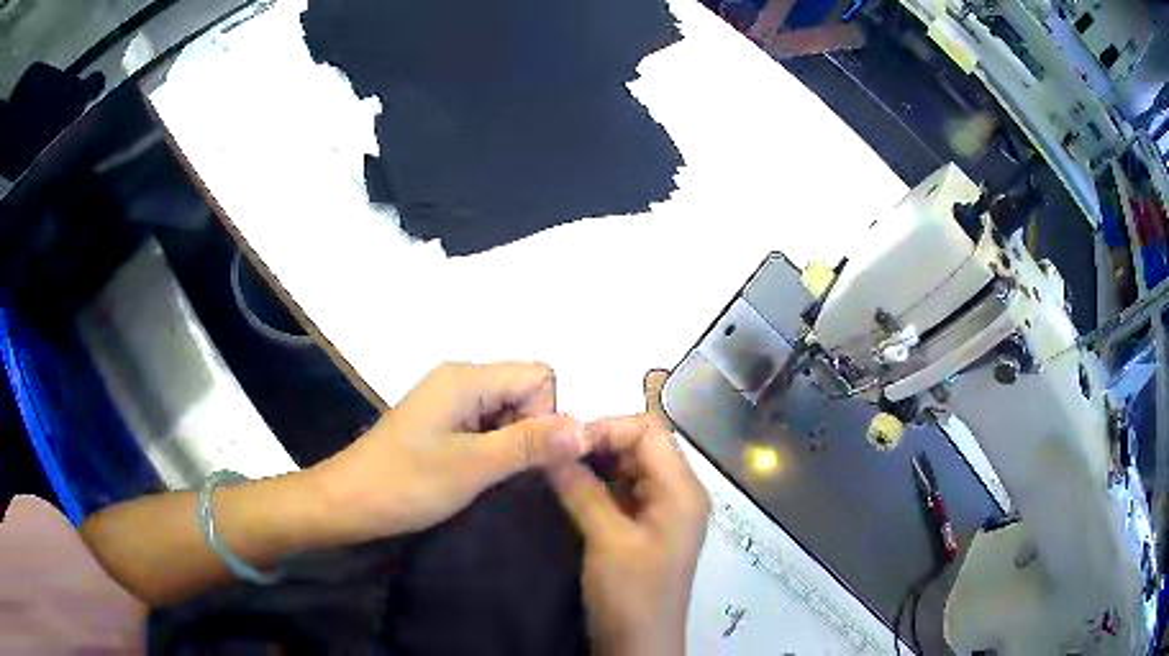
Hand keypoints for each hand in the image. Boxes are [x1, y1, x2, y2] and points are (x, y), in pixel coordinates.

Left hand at [314, 362, 587, 540]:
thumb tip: (587, 428)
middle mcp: (460, 378)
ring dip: (512, 442)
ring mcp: (449, 399)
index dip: (545, 416)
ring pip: (508, 409)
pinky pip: (488, 423)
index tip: (523, 456)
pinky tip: (475, 472)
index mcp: (466, 377)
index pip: (539, 376)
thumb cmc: (406, 483)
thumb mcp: (473, 467)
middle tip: (505, 470)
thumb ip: (531, 444)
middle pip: (525, 390)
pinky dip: (494, 446)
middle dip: (530, 430)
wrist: (348, 501)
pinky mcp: (442, 420)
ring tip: (488, 475)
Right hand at [548, 371, 709, 655]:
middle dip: (599, 444)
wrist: (640, 644)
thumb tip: (554, 446)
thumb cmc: (632, 594)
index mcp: (683, 490)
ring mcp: (663, 510)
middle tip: (556, 454)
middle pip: (642, 446)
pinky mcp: (647, 527)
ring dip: (596, 464)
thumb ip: (582, 490)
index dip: (607, 429)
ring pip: (630, 468)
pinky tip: (570, 489)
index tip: (564, 441)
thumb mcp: (607, 540)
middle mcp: (679, 492)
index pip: (649, 432)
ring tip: (557, 469)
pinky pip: (624, 491)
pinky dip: (598, 485)